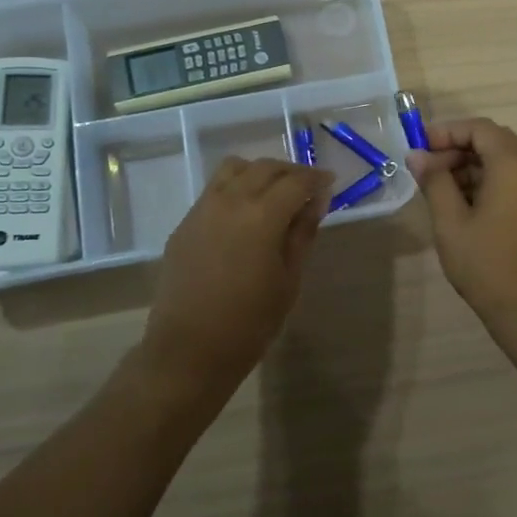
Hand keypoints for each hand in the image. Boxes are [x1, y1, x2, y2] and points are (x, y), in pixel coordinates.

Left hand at [140, 158, 331, 402]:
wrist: (189, 349)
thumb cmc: (250, 322)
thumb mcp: (289, 279)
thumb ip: (303, 233)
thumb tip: (316, 201)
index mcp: (262, 216)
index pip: (297, 181)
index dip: (317, 179)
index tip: (330, 183)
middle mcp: (231, 200)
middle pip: (266, 167)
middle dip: (291, 172)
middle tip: (308, 187)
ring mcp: (203, 208)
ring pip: (235, 169)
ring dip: (260, 172)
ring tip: (274, 193)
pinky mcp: (186, 222)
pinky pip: (214, 189)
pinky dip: (236, 187)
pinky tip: (245, 213)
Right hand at [406, 117, 516, 336]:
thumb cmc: (487, 264)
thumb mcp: (450, 222)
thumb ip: (434, 181)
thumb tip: (417, 155)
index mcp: (514, 165)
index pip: (480, 128)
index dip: (447, 132)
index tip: (420, 149)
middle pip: (494, 142)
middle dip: (458, 149)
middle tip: (427, 170)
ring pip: (504, 162)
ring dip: (471, 167)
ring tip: (439, 190)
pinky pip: (514, 181)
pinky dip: (488, 182)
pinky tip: (463, 206)